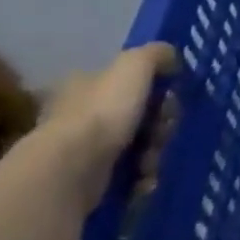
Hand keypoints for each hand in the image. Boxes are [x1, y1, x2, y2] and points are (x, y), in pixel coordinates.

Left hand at [38, 43, 178, 210]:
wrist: (68, 173)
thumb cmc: (102, 112)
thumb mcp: (134, 65)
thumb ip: (156, 54)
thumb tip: (171, 57)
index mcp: (86, 84)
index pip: (127, 81)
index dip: (155, 89)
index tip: (169, 99)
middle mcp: (80, 116)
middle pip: (137, 116)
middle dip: (159, 126)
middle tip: (163, 133)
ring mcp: (80, 152)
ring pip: (135, 147)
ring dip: (153, 154)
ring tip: (150, 164)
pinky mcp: (85, 185)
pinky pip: (125, 177)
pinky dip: (139, 179)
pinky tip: (143, 182)